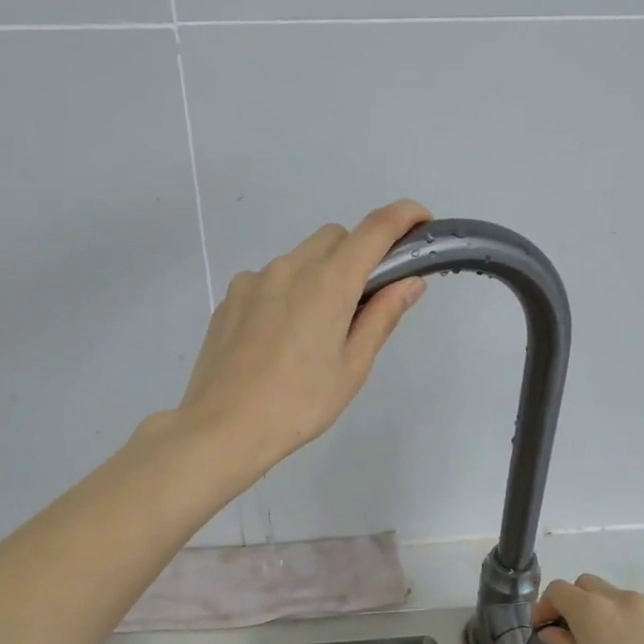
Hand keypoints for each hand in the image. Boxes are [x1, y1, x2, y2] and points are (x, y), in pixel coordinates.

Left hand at [177, 200, 430, 477]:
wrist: (223, 427)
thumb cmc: (299, 403)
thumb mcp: (352, 366)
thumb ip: (382, 316)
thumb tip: (409, 282)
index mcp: (328, 282)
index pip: (374, 229)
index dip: (403, 216)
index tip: (420, 221)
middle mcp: (290, 267)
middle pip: (335, 237)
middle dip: (358, 254)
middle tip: (363, 301)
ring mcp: (253, 280)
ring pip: (300, 257)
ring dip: (320, 274)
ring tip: (315, 330)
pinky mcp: (230, 298)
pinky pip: (270, 279)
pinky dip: (288, 291)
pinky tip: (280, 337)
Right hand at [533, 575, 643, 643]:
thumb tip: (552, 631)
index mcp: (592, 609)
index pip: (558, 590)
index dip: (544, 606)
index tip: (540, 629)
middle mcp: (622, 601)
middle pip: (588, 586)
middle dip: (573, 602)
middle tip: (568, 634)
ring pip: (616, 599)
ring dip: (602, 612)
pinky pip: (641, 617)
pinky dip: (627, 626)